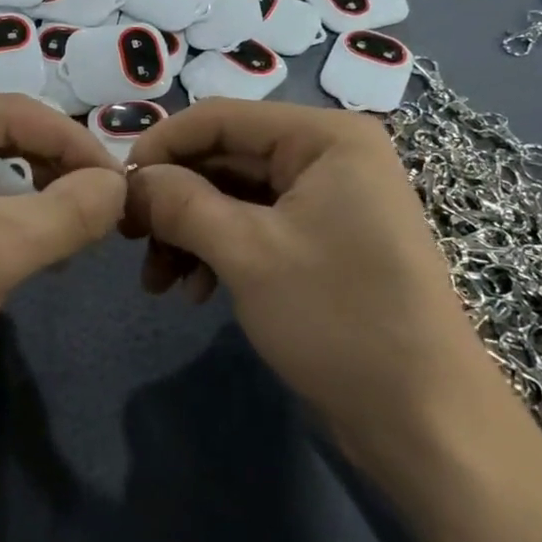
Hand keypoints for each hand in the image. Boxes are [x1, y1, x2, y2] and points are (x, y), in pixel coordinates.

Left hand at [0, 90, 126, 405]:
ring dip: (37, 200)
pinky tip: (36, 247)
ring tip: (71, 237)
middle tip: (103, 212)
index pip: (14, 112)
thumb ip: (71, 210)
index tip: (123, 184)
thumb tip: (122, 185)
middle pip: (5, 135)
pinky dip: (9, 217)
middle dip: (56, 174)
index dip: (76, 145)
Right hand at [122, 100, 496, 440]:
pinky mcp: (322, 239)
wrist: (425, 423)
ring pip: (234, 196)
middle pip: (225, 157)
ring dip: (189, 232)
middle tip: (129, 241)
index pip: (220, 118)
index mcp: (325, 137)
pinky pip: (255, 226)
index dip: (161, 147)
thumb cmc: (339, 320)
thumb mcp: (248, 254)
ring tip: (157, 282)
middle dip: (174, 200)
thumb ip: (180, 204)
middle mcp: (328, 155)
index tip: (116, 190)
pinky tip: (194, 291)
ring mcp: (327, 199)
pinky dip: (218, 251)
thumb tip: (129, 182)